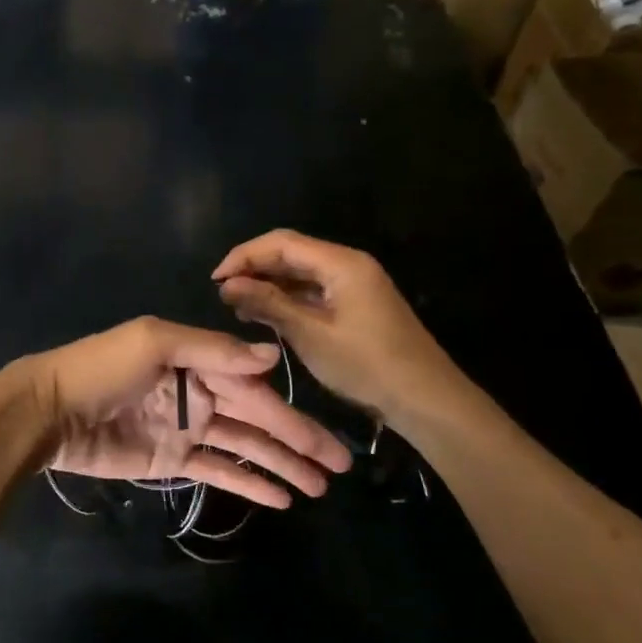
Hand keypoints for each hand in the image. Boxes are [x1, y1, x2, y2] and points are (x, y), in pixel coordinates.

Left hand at [19, 317, 350, 509]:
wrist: (49, 411)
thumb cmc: (101, 369)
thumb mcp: (155, 343)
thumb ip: (212, 350)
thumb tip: (270, 357)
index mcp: (197, 360)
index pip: (254, 386)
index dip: (292, 411)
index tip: (329, 434)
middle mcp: (198, 393)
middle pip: (258, 418)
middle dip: (299, 441)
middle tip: (340, 466)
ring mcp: (186, 429)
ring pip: (245, 446)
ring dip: (281, 464)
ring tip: (318, 486)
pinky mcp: (172, 461)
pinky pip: (218, 470)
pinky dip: (248, 481)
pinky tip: (280, 497)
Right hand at [213, 230, 473, 425]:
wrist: (426, 400)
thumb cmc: (367, 365)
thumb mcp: (310, 335)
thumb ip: (268, 304)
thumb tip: (227, 284)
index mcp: (341, 262)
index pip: (281, 242)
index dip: (243, 256)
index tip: (215, 280)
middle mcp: (348, 264)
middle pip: (291, 253)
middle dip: (254, 269)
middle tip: (222, 295)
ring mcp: (354, 284)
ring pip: (300, 273)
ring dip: (268, 285)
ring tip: (237, 307)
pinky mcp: (356, 304)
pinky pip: (314, 291)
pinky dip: (287, 300)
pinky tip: (266, 316)